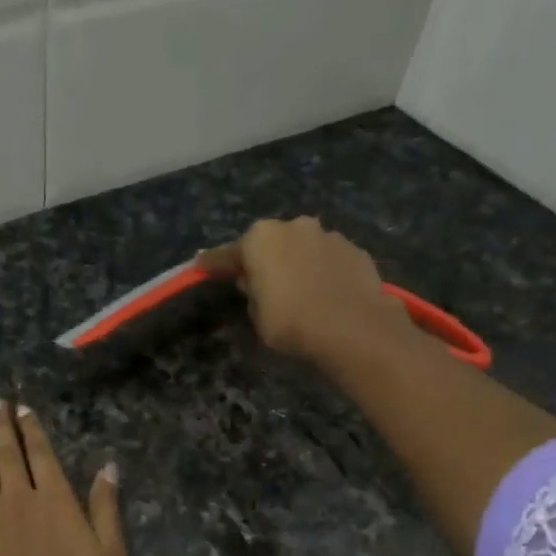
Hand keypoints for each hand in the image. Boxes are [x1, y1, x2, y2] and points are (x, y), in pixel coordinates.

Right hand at [197, 216, 405, 366]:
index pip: (228, 254)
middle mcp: (294, 226)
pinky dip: (323, 271)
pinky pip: (329, 259)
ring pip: (303, 248)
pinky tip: (326, 293)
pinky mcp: (355, 250)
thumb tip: (256, 283)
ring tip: (300, 291)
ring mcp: (328, 235)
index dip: (213, 264)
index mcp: (260, 239)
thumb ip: (252, 293)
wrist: (353, 328)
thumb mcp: (257, 315)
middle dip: (264, 259)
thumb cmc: (291, 322)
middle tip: (261, 284)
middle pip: (270, 243)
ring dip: (297, 263)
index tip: (200, 266)